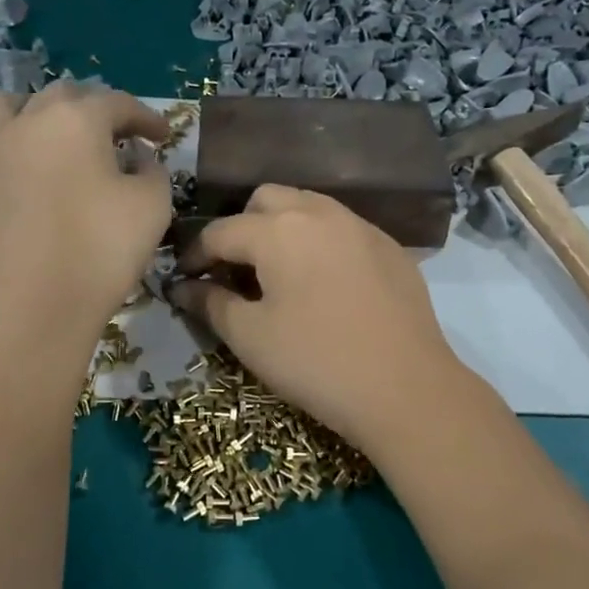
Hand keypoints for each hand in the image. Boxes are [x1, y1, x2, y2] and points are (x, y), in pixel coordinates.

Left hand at [0, 83, 171, 344]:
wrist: (35, 302)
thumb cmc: (102, 248)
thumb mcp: (153, 205)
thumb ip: (153, 170)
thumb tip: (137, 158)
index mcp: (77, 118)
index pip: (119, 103)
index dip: (146, 117)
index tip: (163, 137)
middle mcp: (29, 120)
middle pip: (63, 96)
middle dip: (94, 110)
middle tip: (116, 137)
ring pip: (4, 106)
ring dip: (31, 111)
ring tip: (48, 133)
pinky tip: (9, 165)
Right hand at [171, 186, 470, 450]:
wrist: (406, 388)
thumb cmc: (316, 362)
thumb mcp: (251, 337)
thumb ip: (210, 303)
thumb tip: (182, 286)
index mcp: (278, 230)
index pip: (220, 231)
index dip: (195, 255)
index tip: (184, 280)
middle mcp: (319, 213)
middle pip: (266, 200)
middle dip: (241, 227)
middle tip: (234, 270)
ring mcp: (361, 226)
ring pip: (308, 207)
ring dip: (282, 228)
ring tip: (277, 271)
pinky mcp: (390, 247)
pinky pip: (342, 228)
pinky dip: (320, 241)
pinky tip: (323, 282)